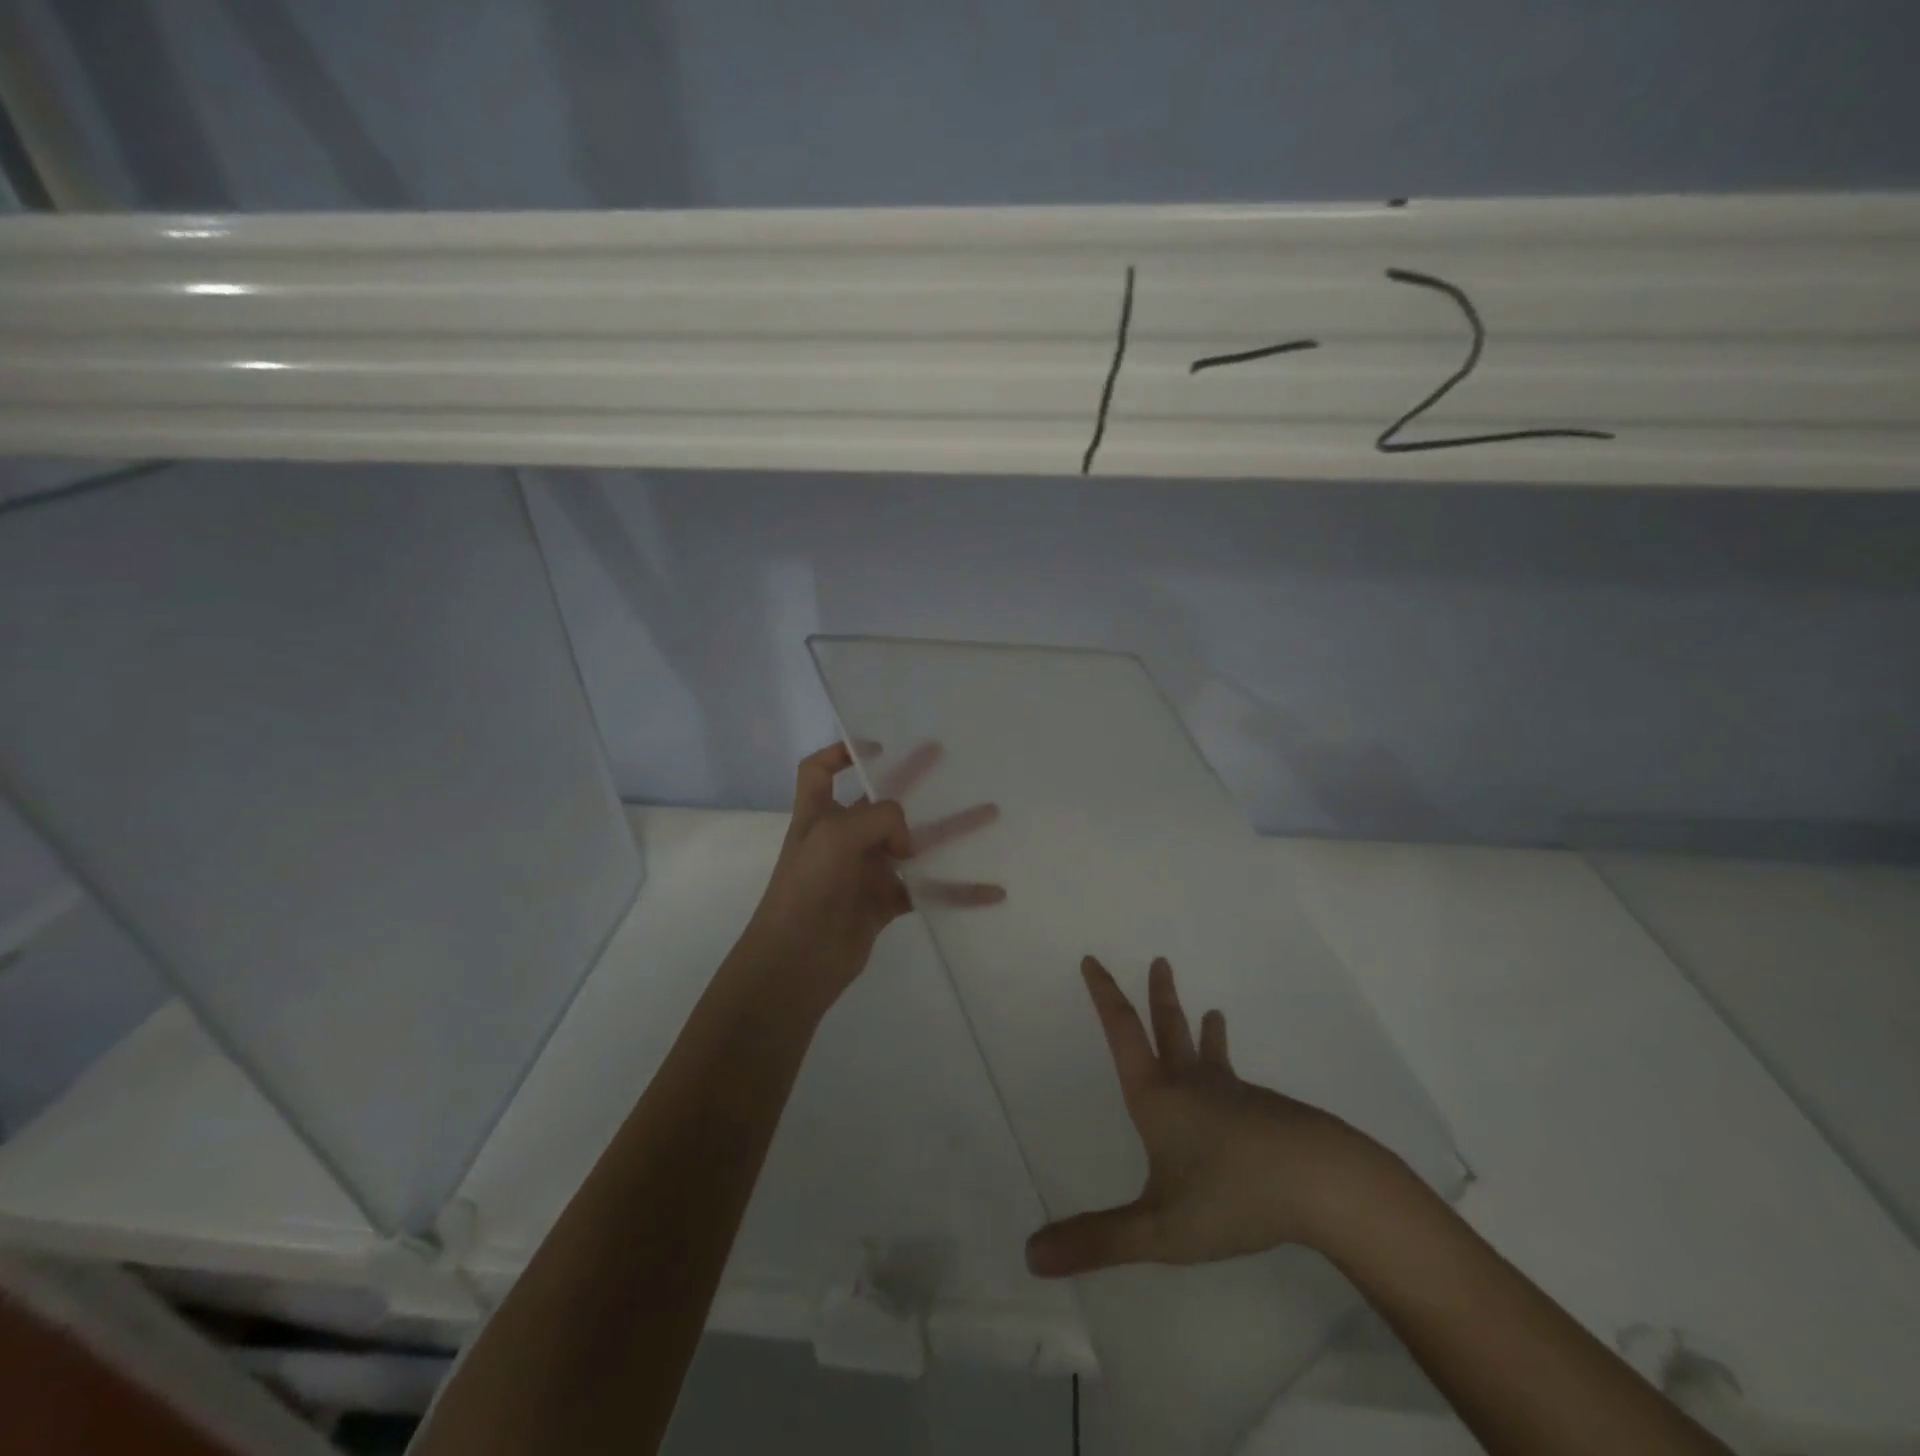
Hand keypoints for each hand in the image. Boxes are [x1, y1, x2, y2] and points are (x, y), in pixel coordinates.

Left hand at [737, 742, 1002, 1022]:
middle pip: (881, 799)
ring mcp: (866, 870)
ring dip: (951, 828)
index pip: (820, 772)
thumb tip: (908, 844)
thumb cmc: (807, 888)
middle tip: (943, 755)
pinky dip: (959, 890)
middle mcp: (844, 837)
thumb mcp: (836, 835)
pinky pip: (928, 889)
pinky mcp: (885, 903)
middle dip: (912, 776)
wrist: (797, 961)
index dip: (841, 753)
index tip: (878, 748)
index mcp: (819, 815)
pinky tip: (991, 890)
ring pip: (916, 842)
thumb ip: (879, 819)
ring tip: (990, 813)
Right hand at [1025, 956, 1398, 1277]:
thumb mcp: (1159, 1228)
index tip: (1093, 960)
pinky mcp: (1266, 1112)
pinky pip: (1237, 1082)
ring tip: (1212, 1012)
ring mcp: (1234, 1094)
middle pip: (1169, 1027)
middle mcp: (1191, 1084)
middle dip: (1159, 996)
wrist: (1323, 1183)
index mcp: (1157, 1097)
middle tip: (1161, 962)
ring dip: (1203, 1030)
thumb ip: (1097, 1241)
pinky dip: (1230, 1071)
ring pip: (1209, 1053)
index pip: (1122, 1031)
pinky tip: (1244, 1094)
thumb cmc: (1232, 1196)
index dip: (1104, 994)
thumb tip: (1030, 1254)